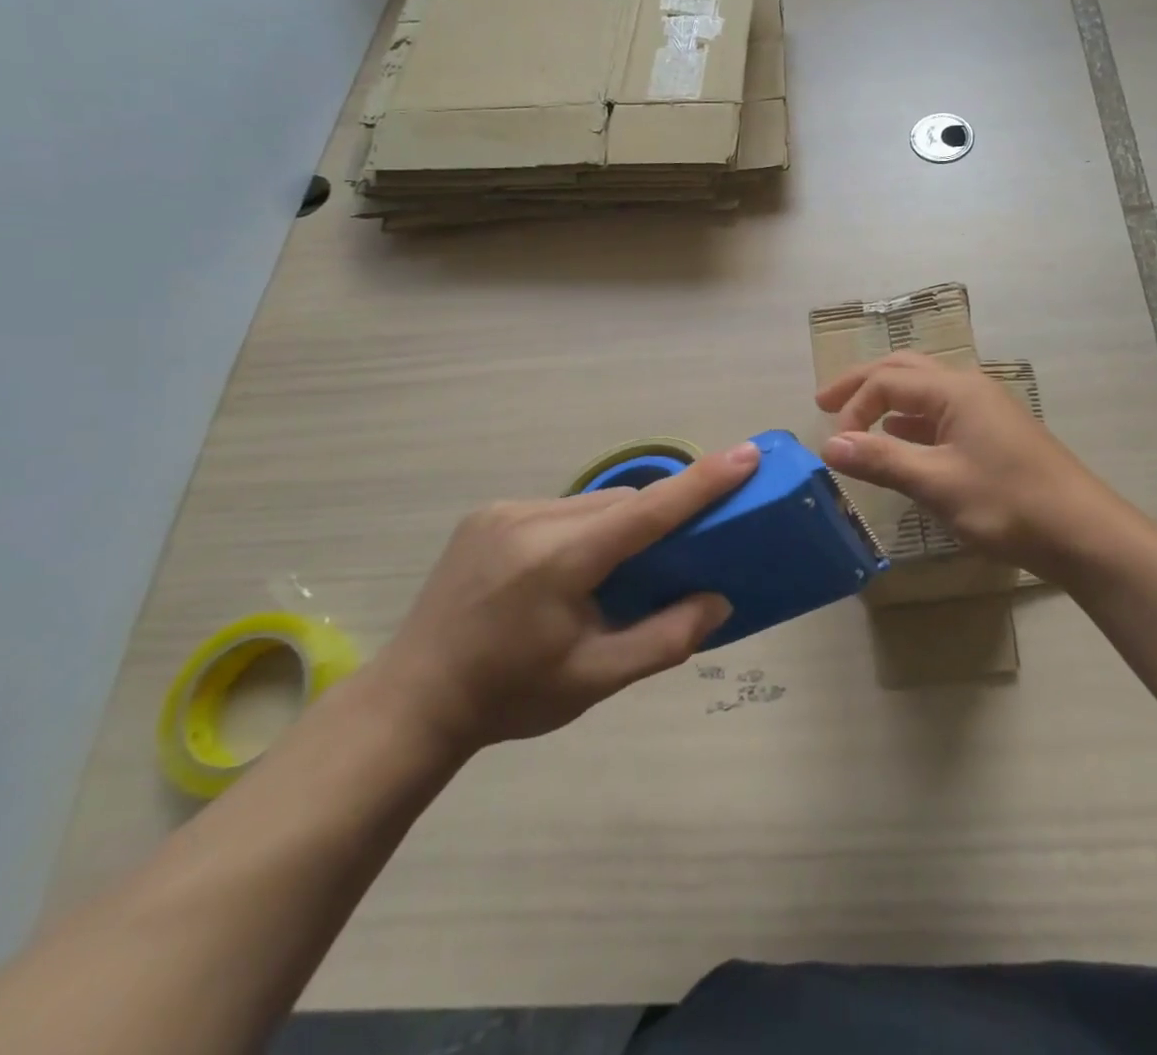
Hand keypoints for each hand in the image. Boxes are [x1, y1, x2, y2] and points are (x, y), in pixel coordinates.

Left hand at [369, 443, 757, 755]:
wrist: (410, 703)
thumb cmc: (509, 696)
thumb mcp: (595, 679)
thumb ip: (665, 638)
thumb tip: (719, 600)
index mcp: (559, 560)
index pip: (647, 510)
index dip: (702, 481)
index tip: (746, 454)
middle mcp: (531, 519)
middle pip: (622, 503)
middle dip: (657, 520)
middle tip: (679, 554)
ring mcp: (503, 511)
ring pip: (592, 503)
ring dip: (619, 524)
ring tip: (617, 571)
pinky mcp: (487, 514)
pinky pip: (560, 508)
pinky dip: (585, 527)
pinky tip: (571, 568)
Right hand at [816, 352, 1119, 571]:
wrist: (1081, 531)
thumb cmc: (1007, 503)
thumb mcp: (937, 483)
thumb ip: (881, 460)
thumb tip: (829, 445)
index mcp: (954, 389)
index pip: (887, 381)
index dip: (853, 408)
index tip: (835, 447)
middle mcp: (968, 387)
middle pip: (904, 369)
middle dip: (862, 383)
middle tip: (824, 401)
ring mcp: (984, 407)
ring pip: (924, 389)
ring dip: (887, 398)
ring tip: (855, 418)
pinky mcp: (994, 431)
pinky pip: (941, 411)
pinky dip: (911, 419)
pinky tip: (900, 439)